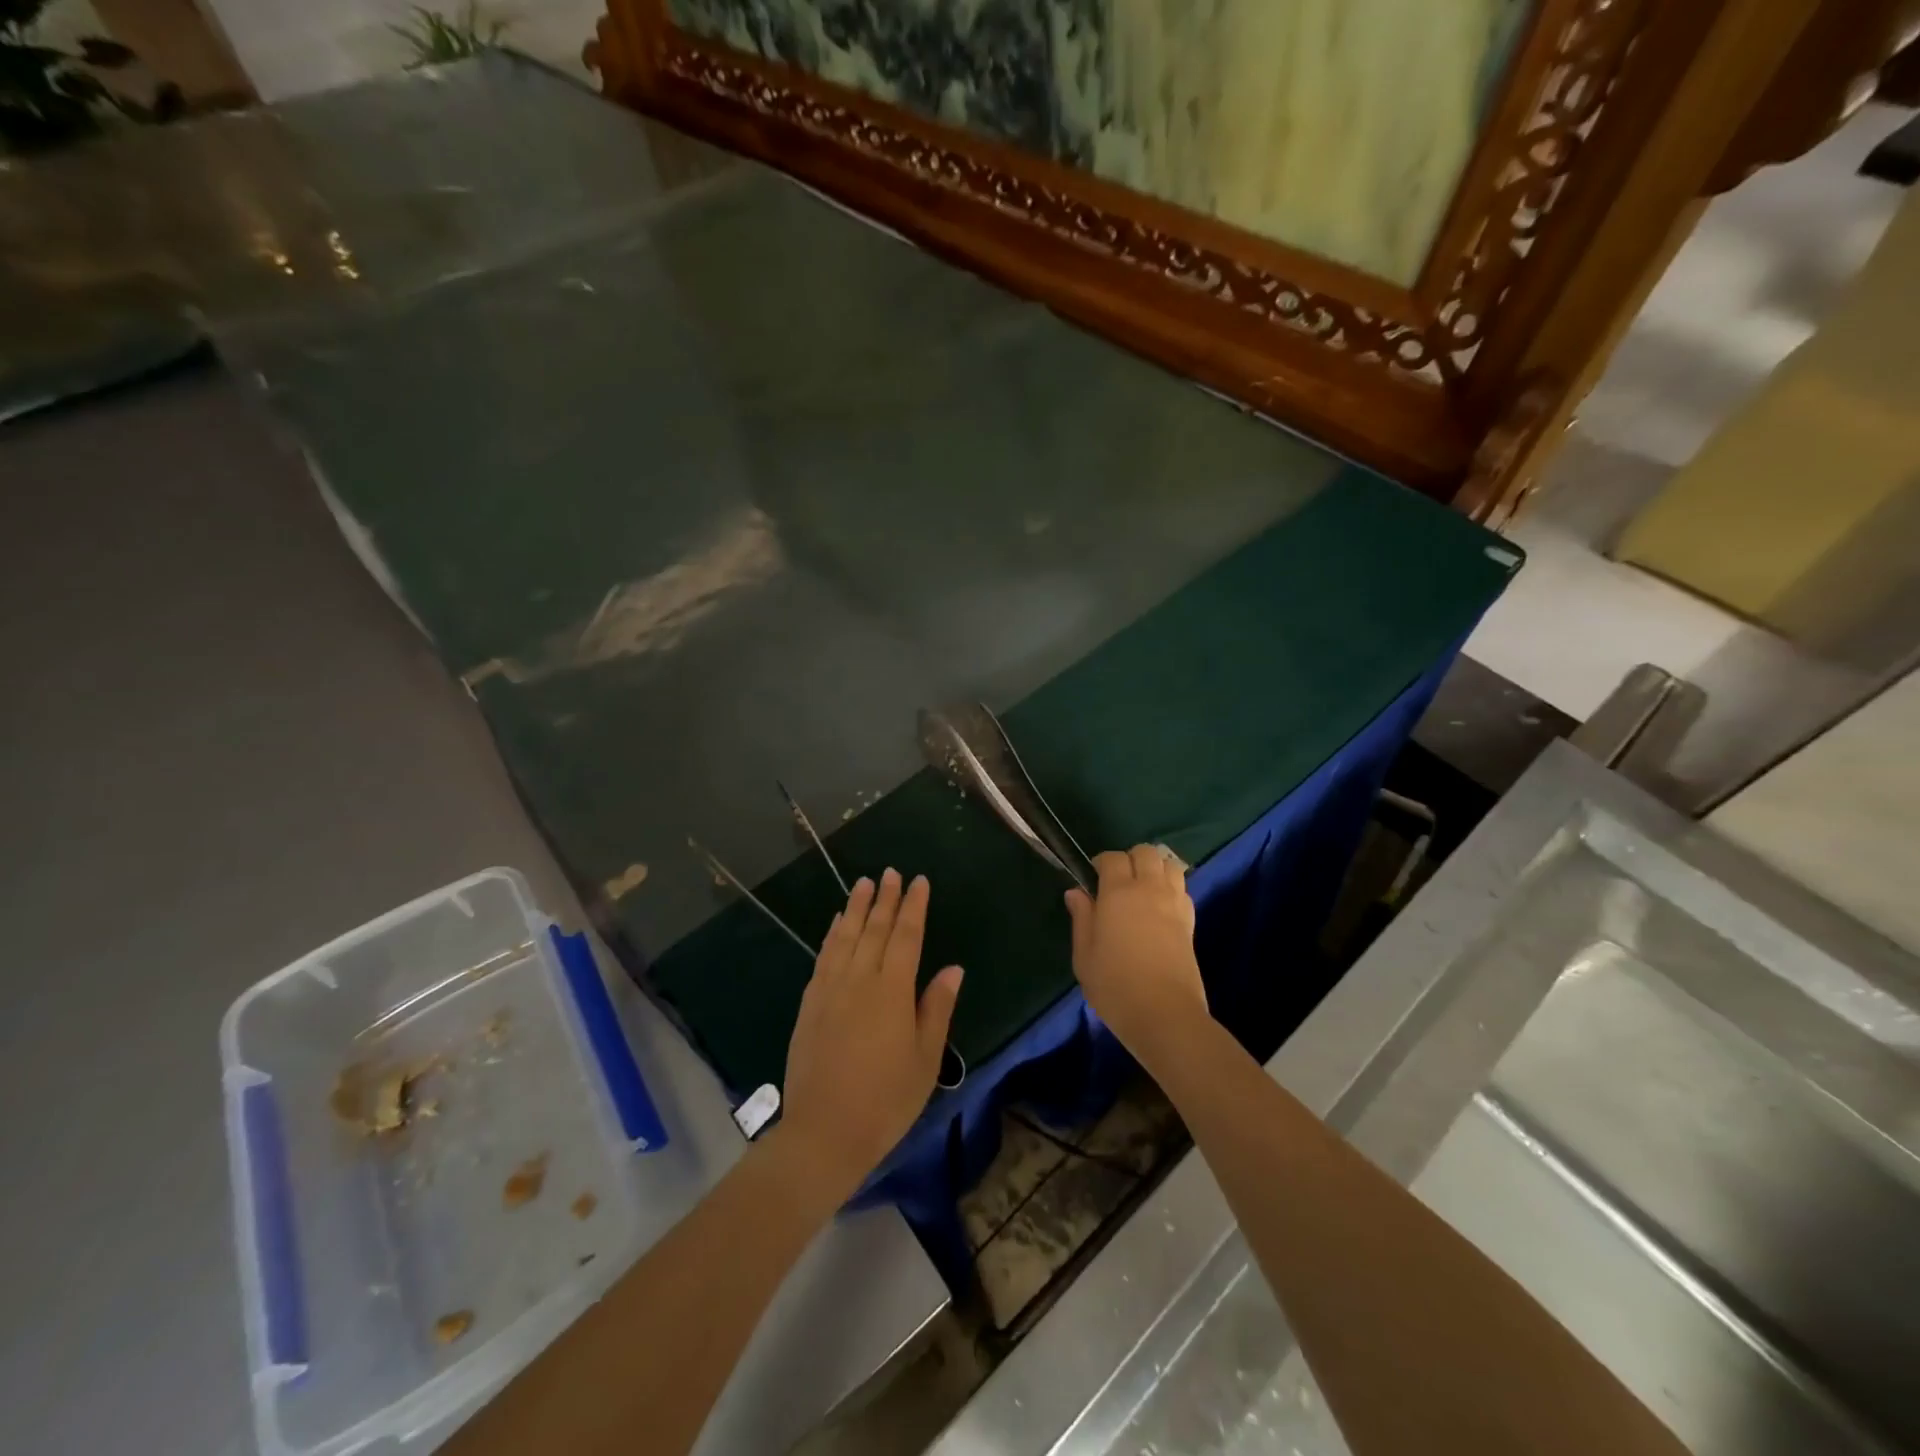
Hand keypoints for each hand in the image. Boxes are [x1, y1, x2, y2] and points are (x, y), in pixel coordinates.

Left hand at [778, 870, 962, 1204]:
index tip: (919, 881)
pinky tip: (835, 923)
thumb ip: (936, 1009)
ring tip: (863, 883)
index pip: (906, 937)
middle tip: (891, 872)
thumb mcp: (925, 1060)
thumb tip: (952, 969)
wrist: (823, 1133)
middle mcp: (859, 980)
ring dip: (855, 907)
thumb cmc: (885, 1101)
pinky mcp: (809, 1004)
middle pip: (874, 929)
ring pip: (844, 937)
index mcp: (892, 992)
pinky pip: (823, 956)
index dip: (913, 907)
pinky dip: (831, 934)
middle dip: (884, 899)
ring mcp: (830, 990)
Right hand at [1066, 846, 1207, 1065]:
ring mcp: (1174, 903)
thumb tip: (1076, 892)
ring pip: (1169, 865)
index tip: (1092, 880)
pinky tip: (1159, 908)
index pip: (1112, 857)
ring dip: (1155, 869)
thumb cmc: (1115, 985)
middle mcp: (1149, 889)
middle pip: (1146, 852)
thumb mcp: (1084, 955)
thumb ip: (1081, 918)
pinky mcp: (1191, 921)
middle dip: (1130, 859)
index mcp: (1118, 893)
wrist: (1164, 1014)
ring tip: (1142, 890)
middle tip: (1117, 882)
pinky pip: (1182, 888)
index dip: (1100, 863)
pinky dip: (1171, 888)